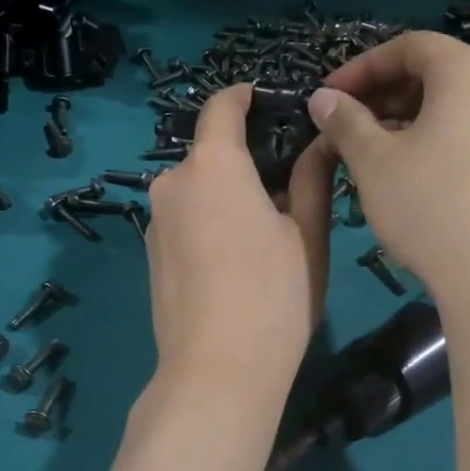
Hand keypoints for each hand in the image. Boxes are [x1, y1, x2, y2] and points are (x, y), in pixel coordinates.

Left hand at [144, 85, 335, 408]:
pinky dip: (207, 223)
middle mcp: (172, 184)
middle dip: (243, 161)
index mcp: (212, 167)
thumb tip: (320, 141)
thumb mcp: (306, 236)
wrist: (217, 373)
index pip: (220, 108)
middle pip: (209, 155)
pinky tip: (232, 262)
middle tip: (285, 188)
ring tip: (263, 232)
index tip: (263, 98)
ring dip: (225, 196)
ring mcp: (155, 223)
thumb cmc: (274, 298)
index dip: (243, 97)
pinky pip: (183, 221)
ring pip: (196, 191)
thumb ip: (311, 180)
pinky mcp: (149, 256)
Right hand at [308, 32, 469, 303]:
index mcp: (468, 73)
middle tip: (347, 124)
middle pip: (435, 73)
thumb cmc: (430, 205)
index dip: (362, 66)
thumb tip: (322, 98)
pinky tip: (410, 176)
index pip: (410, 46)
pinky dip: (435, 141)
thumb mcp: (374, 161)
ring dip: (406, 119)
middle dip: (384, 93)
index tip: (329, 96)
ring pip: (453, 107)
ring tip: (372, 152)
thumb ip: (345, 121)